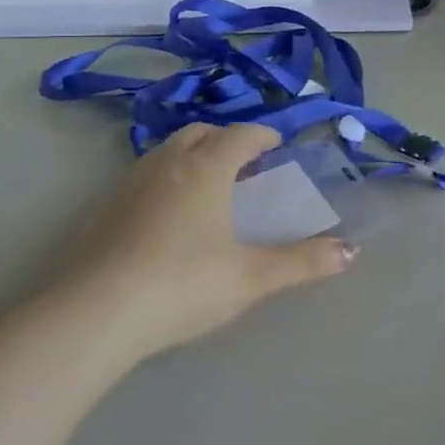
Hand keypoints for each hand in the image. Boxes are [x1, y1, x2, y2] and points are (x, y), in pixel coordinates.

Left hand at [64, 123, 355, 358]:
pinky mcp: (103, 207)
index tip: (277, 144)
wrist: (94, 312)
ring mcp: (130, 182)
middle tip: (244, 163)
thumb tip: (350, 251)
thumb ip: (301, 262)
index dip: (263, 135)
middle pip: (201, 133)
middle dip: (226, 140)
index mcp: (206, 167)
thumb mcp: (250, 277)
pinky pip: (144, 176)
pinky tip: (167, 217)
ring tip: (208, 186)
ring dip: (193, 156)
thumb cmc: (182, 284)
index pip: (241, 135)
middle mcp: (168, 162)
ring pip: (168, 152)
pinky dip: (166, 180)